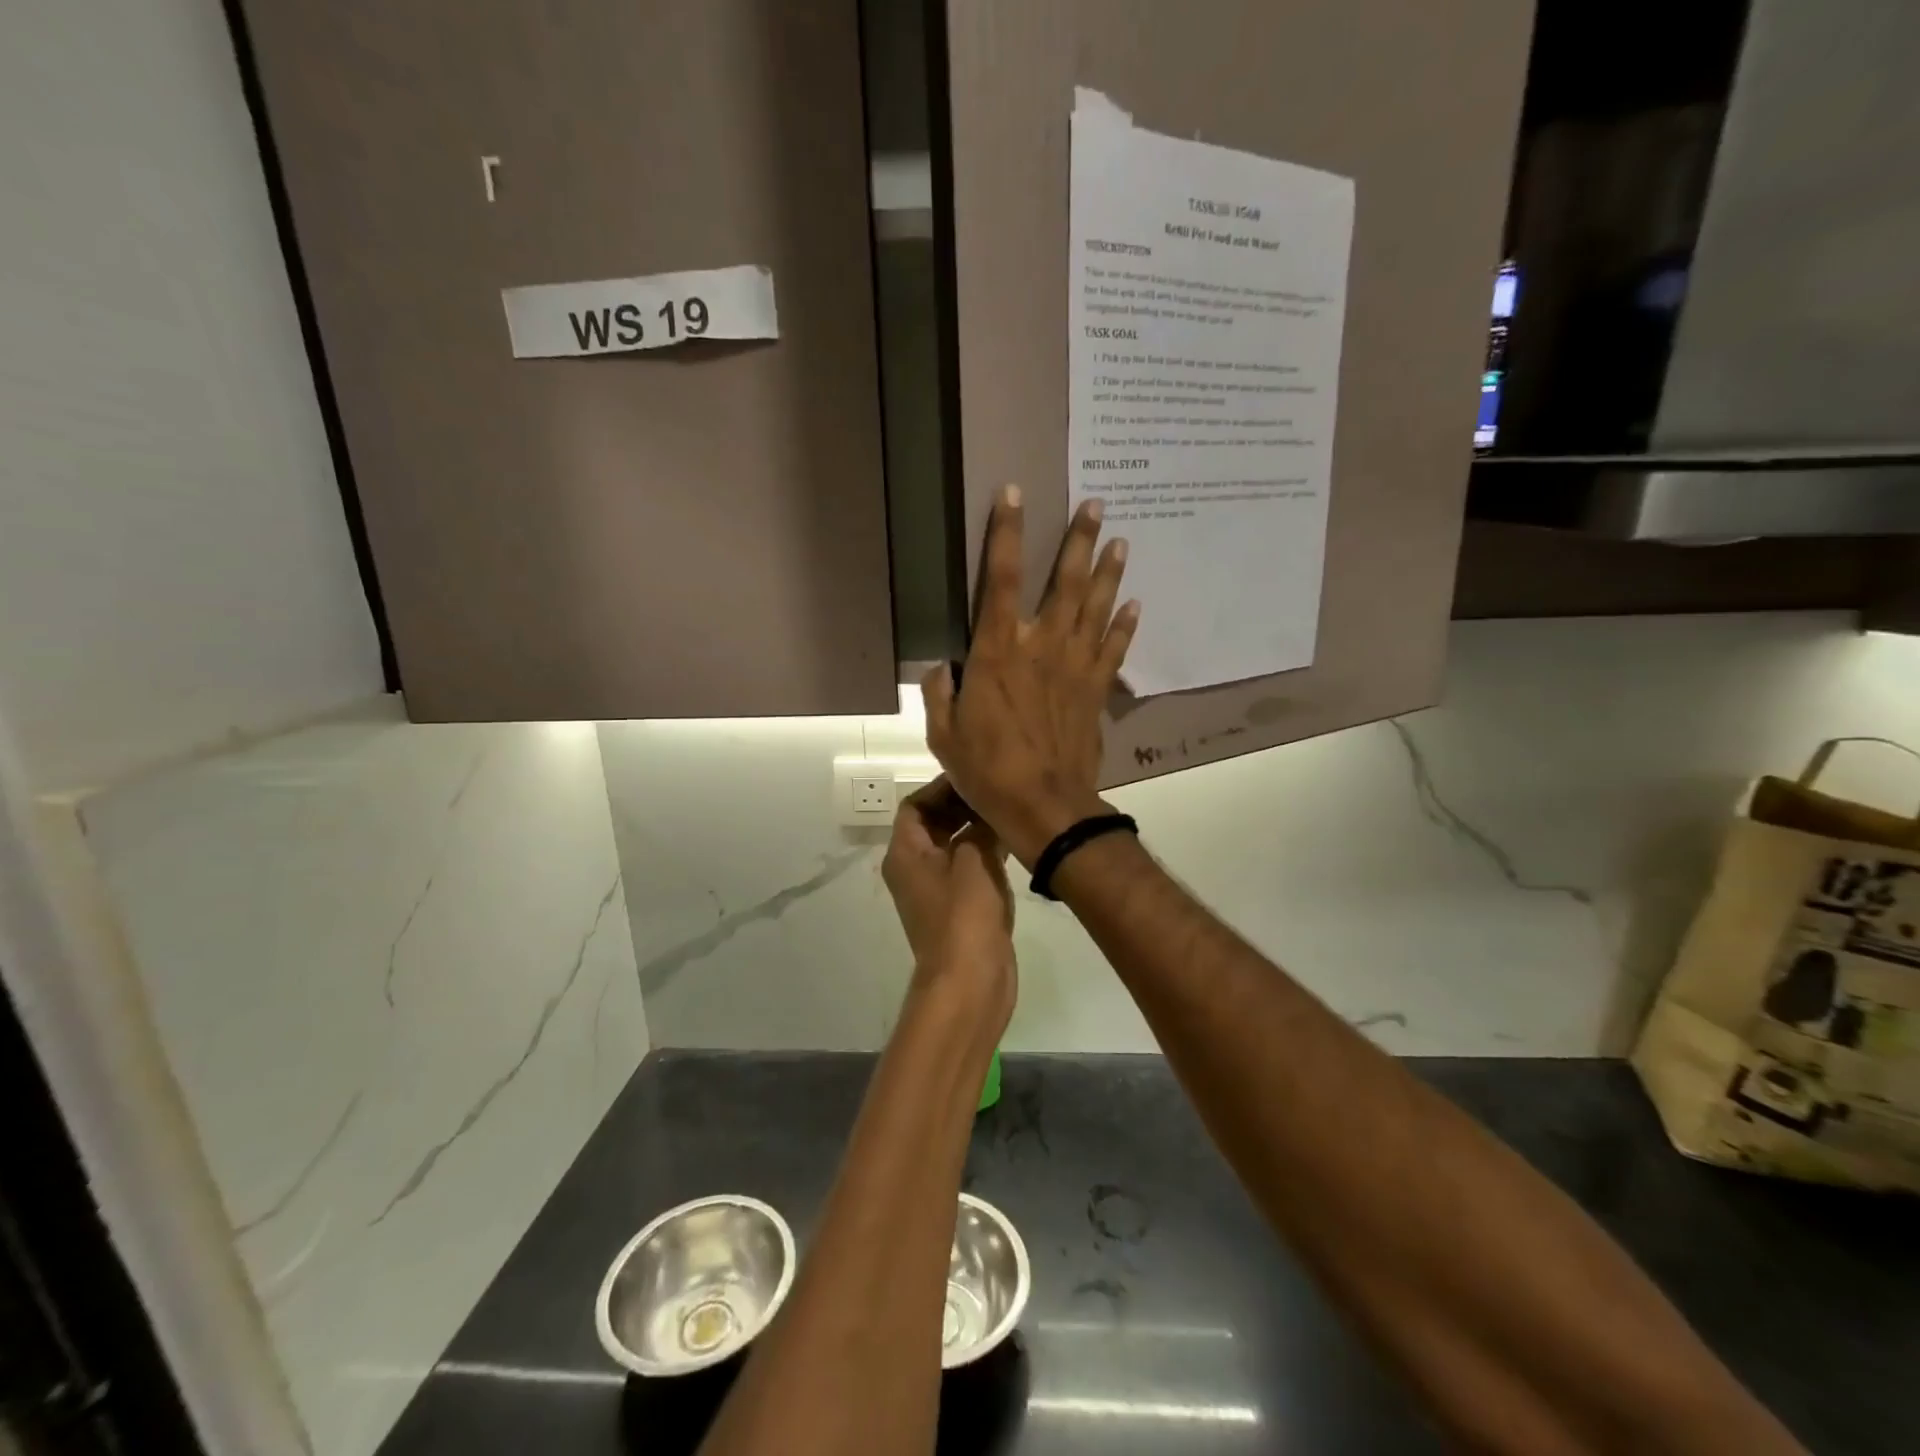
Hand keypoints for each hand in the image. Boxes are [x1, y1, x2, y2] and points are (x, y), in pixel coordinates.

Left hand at [881, 779, 1015, 1033]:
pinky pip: (967, 868)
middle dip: (961, 806)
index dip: (940, 787)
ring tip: (1008, 811)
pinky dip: (984, 853)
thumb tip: (990, 810)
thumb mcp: (974, 860)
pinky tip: (1012, 843)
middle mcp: (914, 869)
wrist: (969, 981)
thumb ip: (980, 828)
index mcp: (905, 854)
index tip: (973, 776)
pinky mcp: (958, 908)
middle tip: (996, 791)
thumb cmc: (964, 915)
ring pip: (953, 846)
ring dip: (976, 829)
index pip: (914, 805)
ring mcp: (936, 891)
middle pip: (933, 824)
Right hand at [922, 486, 1138, 867]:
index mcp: (998, 652)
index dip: (1006, 533)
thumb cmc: (987, 770)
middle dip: (1079, 540)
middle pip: (1065, 582)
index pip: (1002, 579)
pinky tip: (1135, 602)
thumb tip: (942, 666)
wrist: (1045, 806)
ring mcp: (1075, 667)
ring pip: (1096, 607)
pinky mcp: (1096, 691)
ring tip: (1120, 539)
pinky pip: (1114, 649)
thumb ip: (940, 692)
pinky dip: (1125, 624)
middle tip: (1096, 504)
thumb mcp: (944, 734)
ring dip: (1109, 571)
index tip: (1014, 494)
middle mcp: (1042, 646)